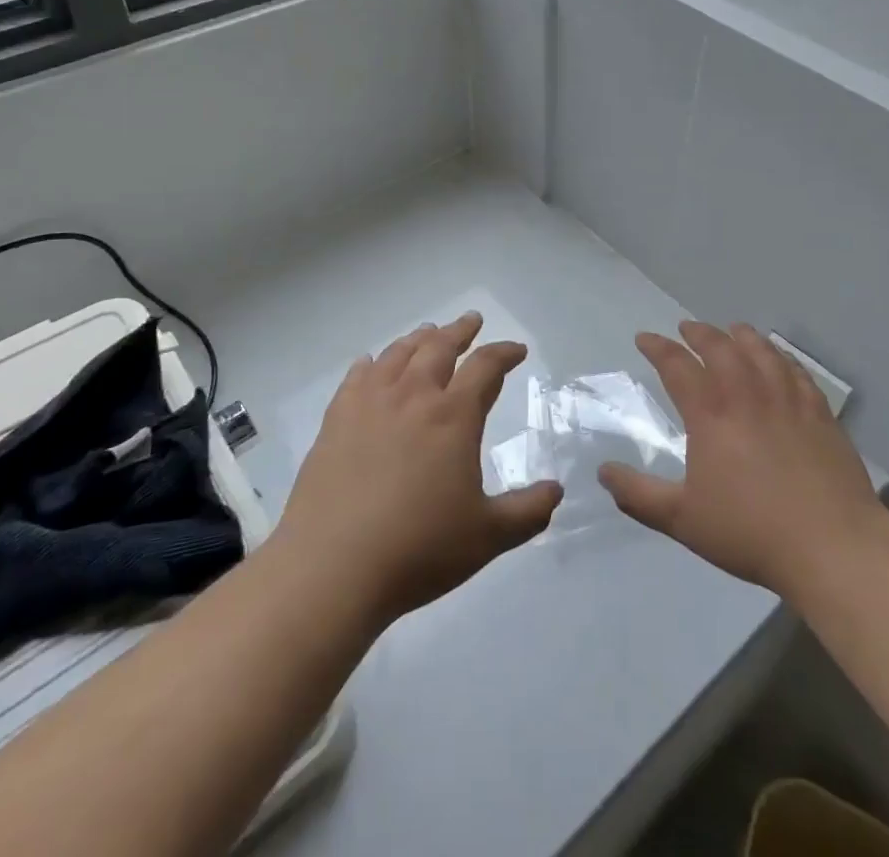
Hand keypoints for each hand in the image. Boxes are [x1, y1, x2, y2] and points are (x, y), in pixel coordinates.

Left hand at [273, 312, 562, 628]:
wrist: (332, 568)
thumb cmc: (418, 549)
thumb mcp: (487, 536)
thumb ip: (527, 511)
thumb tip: (556, 490)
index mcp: (453, 416)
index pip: (486, 367)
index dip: (505, 353)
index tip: (517, 350)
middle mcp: (413, 397)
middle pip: (440, 347)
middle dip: (460, 331)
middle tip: (472, 320)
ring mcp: (370, 405)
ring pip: (398, 355)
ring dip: (418, 339)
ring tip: (428, 332)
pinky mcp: (336, 421)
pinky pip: (356, 378)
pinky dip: (369, 364)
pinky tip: (369, 363)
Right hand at [599, 322, 885, 600]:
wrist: (830, 545)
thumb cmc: (750, 532)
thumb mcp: (682, 520)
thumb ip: (639, 495)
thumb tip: (603, 472)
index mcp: (710, 414)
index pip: (677, 365)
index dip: (657, 347)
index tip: (644, 338)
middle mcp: (747, 394)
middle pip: (720, 347)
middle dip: (699, 332)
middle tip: (686, 327)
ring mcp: (787, 399)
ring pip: (760, 351)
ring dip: (741, 335)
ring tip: (732, 329)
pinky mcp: (819, 412)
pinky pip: (796, 371)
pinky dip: (781, 356)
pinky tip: (779, 358)